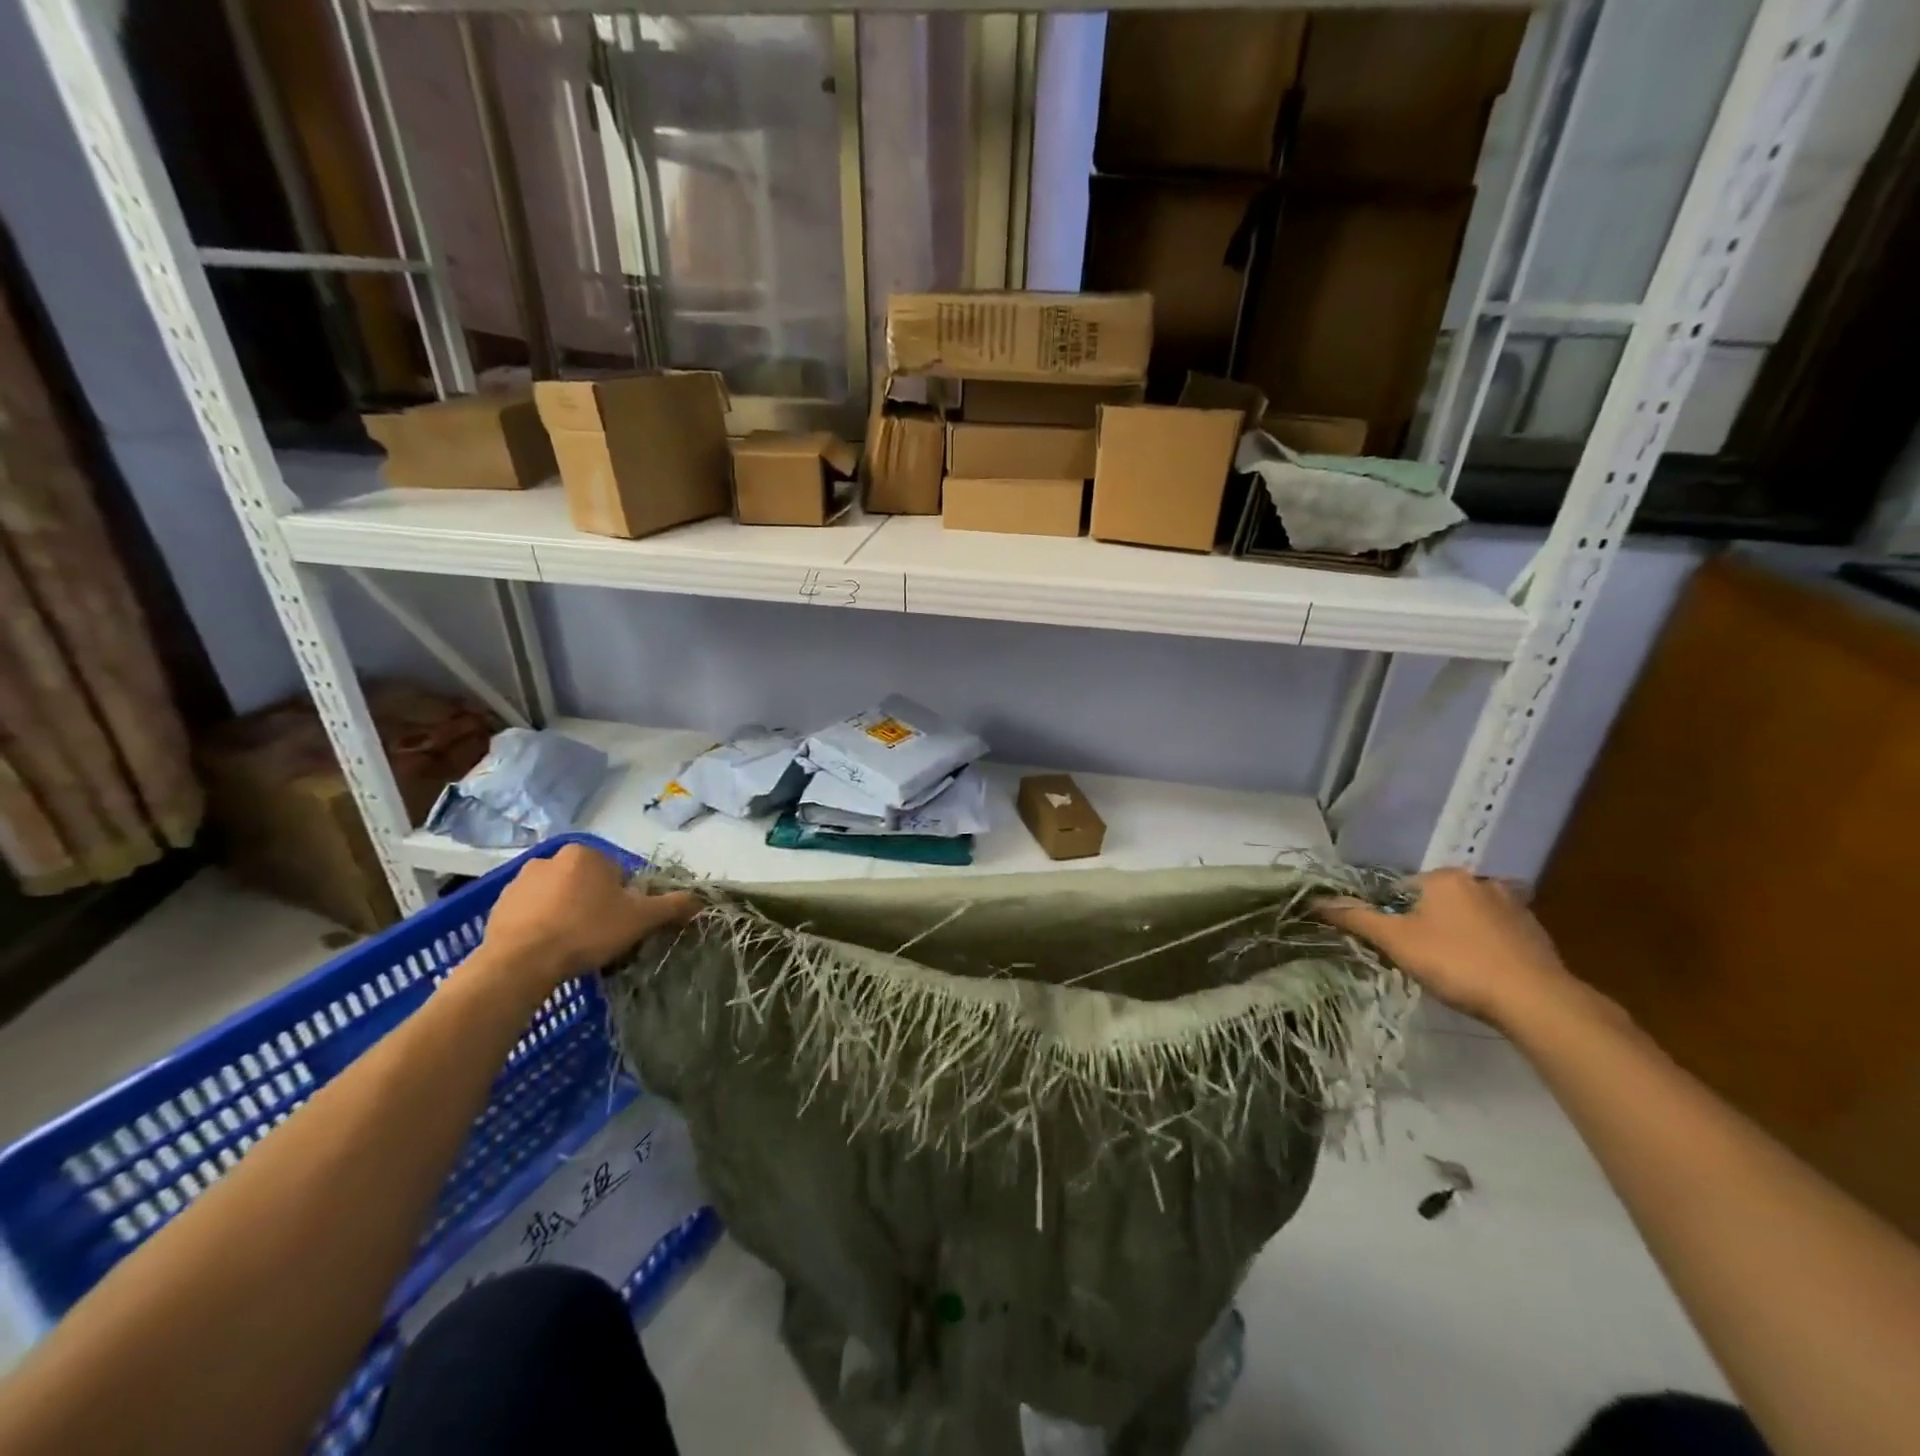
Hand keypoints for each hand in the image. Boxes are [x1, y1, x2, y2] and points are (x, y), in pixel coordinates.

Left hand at [478, 844, 697, 990]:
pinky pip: (530, 911)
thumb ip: (672, 906)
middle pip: (587, 882)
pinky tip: (547, 948)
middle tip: (599, 935)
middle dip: (594, 904)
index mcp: (587, 854)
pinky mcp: (498, 905)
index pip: (618, 873)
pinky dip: (540, 924)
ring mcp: (520, 880)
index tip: (621, 924)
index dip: (625, 900)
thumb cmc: (586, 931)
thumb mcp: (640, 919)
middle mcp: (551, 857)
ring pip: (558, 896)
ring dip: (566, 912)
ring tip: (571, 945)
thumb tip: (701, 899)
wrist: (520, 963)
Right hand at [1315, 868, 1580, 1029]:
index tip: (1393, 944)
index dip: (1390, 916)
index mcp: (1444, 877)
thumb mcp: (1396, 941)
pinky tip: (1482, 971)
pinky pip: (1497, 932)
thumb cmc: (1456, 962)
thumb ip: (1356, 918)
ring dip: (1457, 933)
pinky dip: (1485, 946)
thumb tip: (1315, 901)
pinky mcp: (1537, 932)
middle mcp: (1479, 880)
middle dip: (1425, 923)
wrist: (1535, 1000)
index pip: (1400, 888)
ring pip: (1468, 915)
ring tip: (1451, 967)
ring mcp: (1513, 905)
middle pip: (1435, 900)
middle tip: (1419, 957)